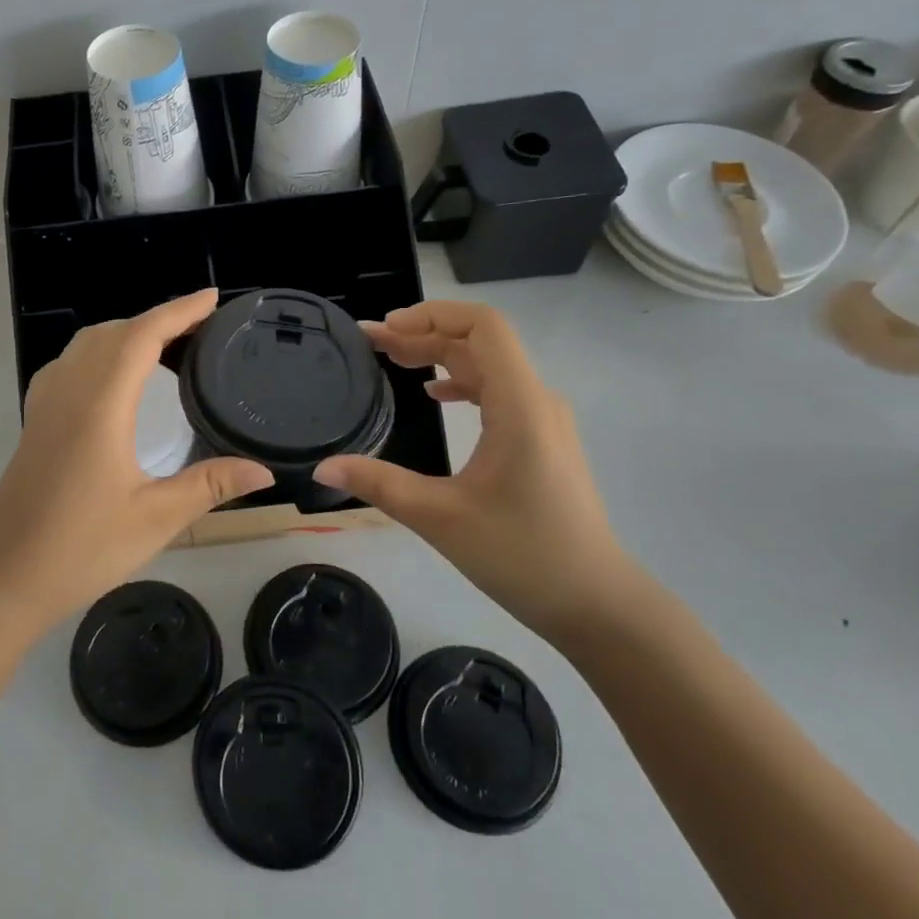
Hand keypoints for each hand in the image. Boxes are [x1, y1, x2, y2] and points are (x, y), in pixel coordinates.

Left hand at [0, 289, 274, 638]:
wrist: (3, 578)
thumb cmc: (81, 549)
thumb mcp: (155, 519)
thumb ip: (210, 486)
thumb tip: (263, 470)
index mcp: (100, 405)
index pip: (142, 336)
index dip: (179, 311)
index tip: (212, 299)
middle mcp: (69, 391)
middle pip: (114, 332)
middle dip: (158, 319)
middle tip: (201, 326)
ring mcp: (46, 404)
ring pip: (86, 343)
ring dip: (126, 332)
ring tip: (165, 345)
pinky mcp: (35, 421)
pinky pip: (69, 363)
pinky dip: (100, 351)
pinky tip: (113, 378)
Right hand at [315, 300, 639, 641]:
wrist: (595, 603)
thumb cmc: (523, 555)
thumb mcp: (440, 518)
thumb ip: (379, 484)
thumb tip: (323, 467)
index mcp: (519, 405)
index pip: (483, 326)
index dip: (432, 316)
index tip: (386, 330)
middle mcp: (536, 400)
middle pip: (480, 342)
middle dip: (423, 334)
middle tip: (371, 342)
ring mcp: (543, 419)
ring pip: (489, 365)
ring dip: (439, 355)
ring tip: (392, 359)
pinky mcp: (542, 439)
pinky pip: (498, 390)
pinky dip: (460, 380)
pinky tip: (431, 393)